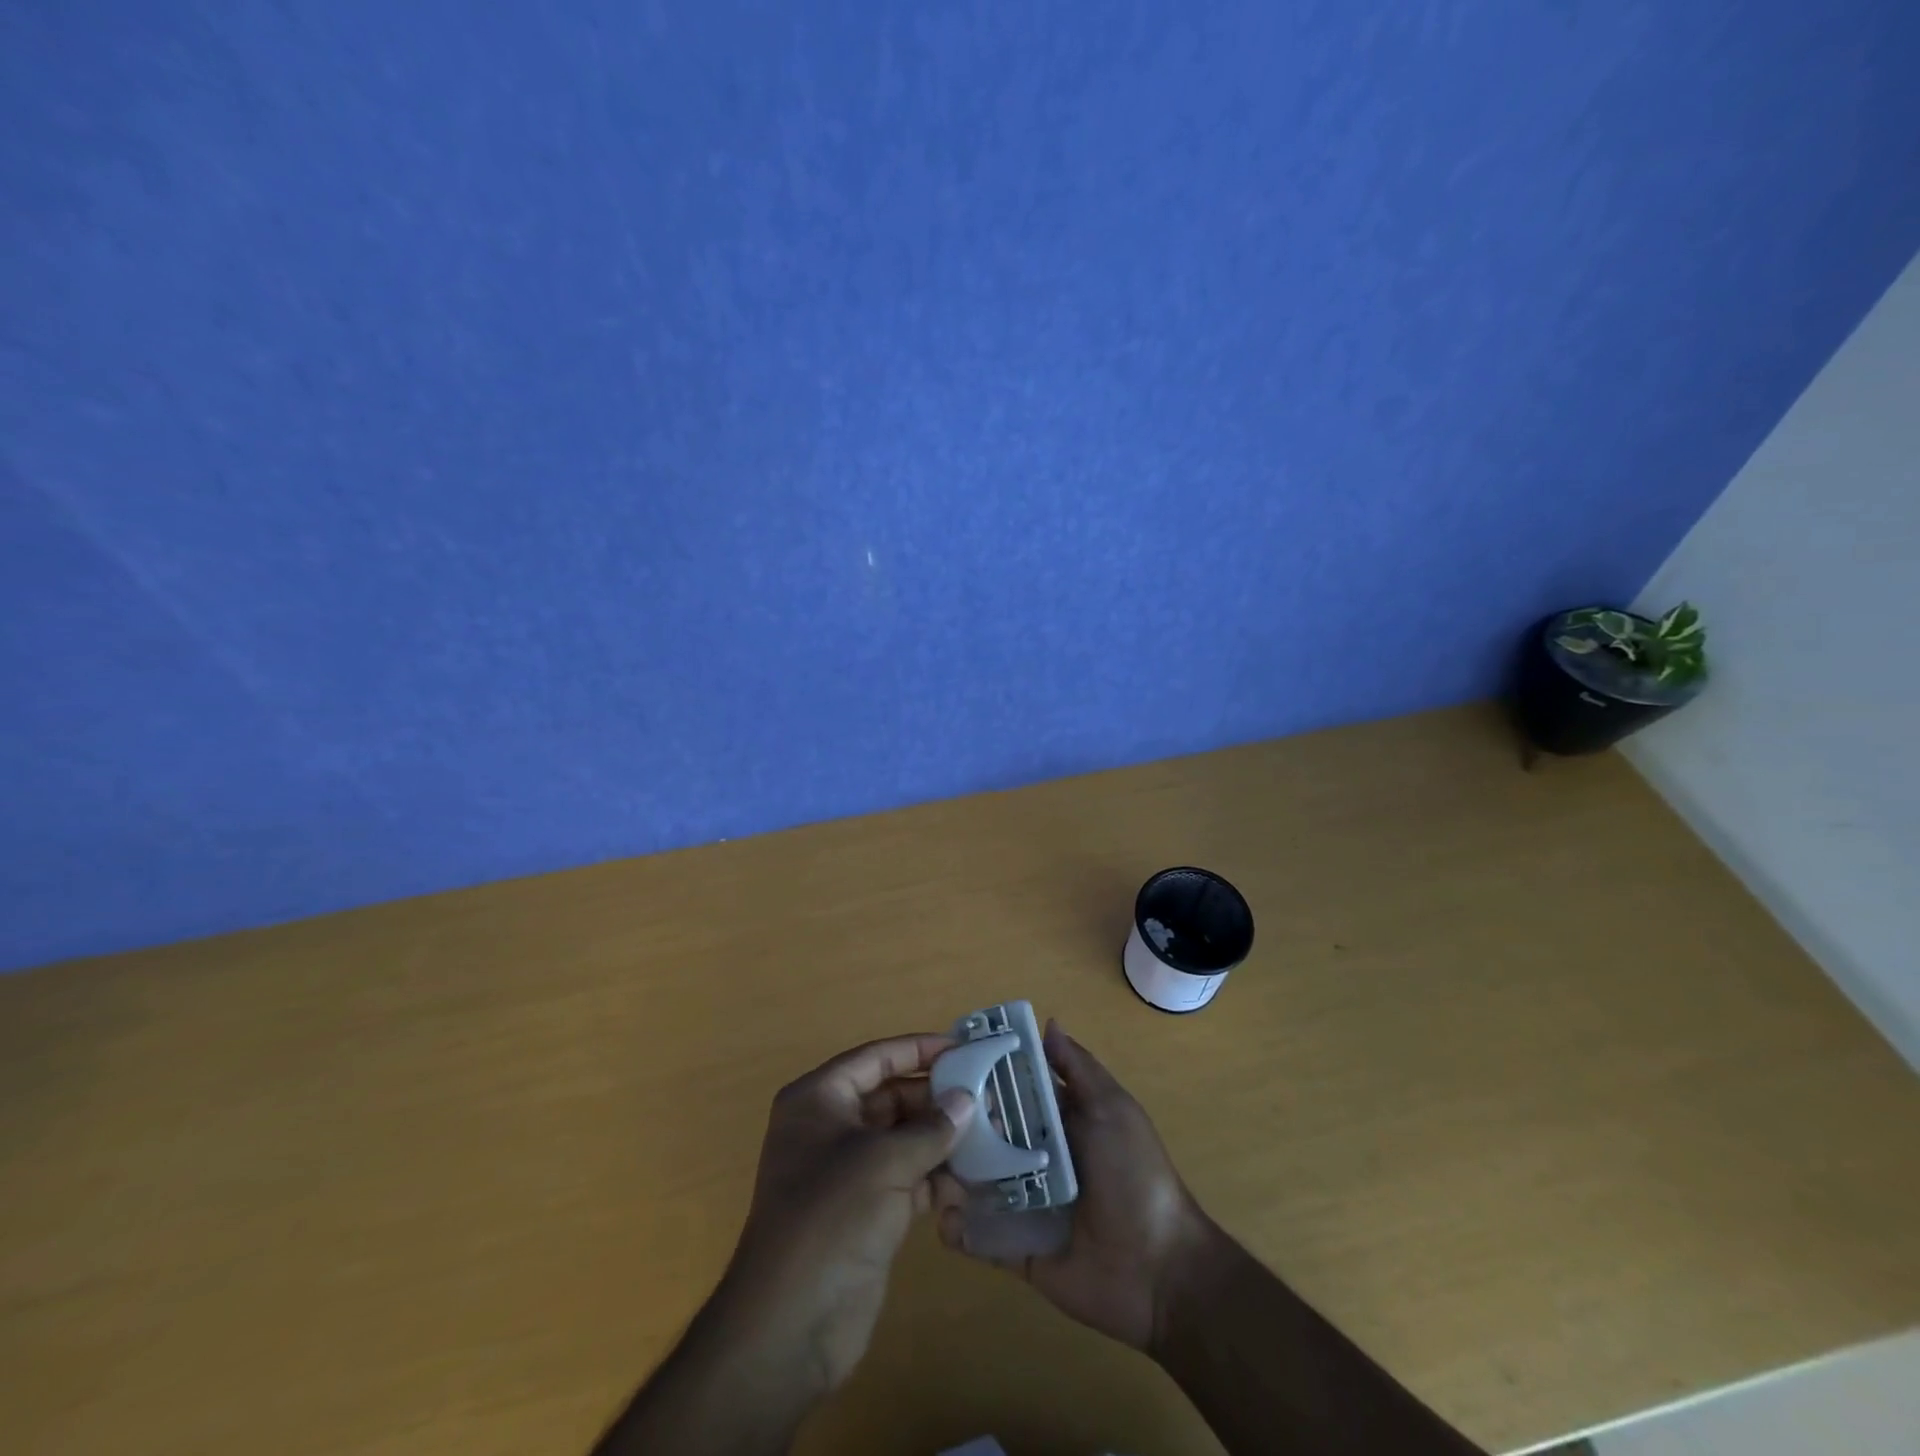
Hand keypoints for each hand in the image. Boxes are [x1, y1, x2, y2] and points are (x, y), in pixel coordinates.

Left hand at [719, 1033, 976, 1395]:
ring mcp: (848, 1171)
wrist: (791, 1326)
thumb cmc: (831, 1217)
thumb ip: (930, 1128)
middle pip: (891, 1097)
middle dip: (937, 1098)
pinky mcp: (866, 1210)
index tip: (962, 1048)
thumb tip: (967, 1099)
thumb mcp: (883, 1162)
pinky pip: (908, 1177)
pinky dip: (937, 1176)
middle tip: (987, 1096)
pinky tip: (974, 1178)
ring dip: (942, 1138)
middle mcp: (830, 1127)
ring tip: (991, 1134)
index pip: (876, 1059)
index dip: (918, 1049)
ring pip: (903, 1139)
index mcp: (819, 1099)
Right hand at [932, 1021, 1208, 1351]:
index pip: (1014, 1091)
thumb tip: (1048, 1023)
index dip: (985, 1075)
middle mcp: (1037, 1157)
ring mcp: (1025, 1203)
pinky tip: (939, 1213)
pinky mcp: (1017, 1247)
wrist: (1160, 1271)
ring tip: (921, 1162)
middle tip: (923, 1115)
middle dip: (959, 1125)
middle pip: (989, 1134)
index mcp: (1060, 1122)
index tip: (947, 1060)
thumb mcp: (1113, 1110)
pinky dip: (957, 1226)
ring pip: (977, 1181)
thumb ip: (1078, 1069)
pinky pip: (980, 1234)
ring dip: (951, 1172)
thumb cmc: (1135, 1176)